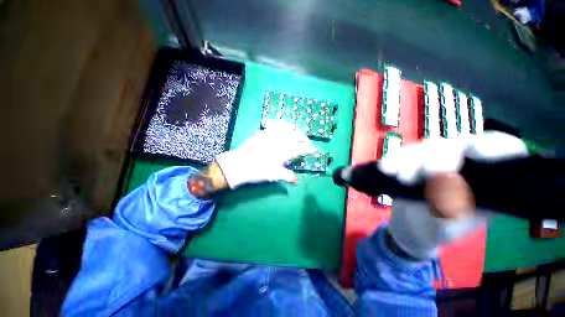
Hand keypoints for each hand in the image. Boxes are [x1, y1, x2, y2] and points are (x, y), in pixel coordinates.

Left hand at [216, 123, 315, 188]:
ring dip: (295, 130)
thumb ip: (287, 176)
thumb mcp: (274, 175)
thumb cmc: (258, 171)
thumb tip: (296, 181)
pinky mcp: (263, 133)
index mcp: (285, 151)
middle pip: (297, 136)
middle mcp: (280, 141)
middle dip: (305, 138)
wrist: (239, 164)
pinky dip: (282, 126)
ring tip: (297, 134)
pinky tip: (283, 128)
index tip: (313, 150)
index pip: (301, 148)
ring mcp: (271, 135)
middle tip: (307, 143)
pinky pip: (275, 125)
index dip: (309, 148)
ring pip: (288, 128)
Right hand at [378, 131, 527, 217]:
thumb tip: (448, 183)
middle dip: (437, 159)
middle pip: (457, 144)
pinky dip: (394, 158)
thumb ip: (452, 208)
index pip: (505, 151)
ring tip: (400, 178)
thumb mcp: (449, 226)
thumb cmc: (436, 230)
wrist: (411, 226)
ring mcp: (436, 159)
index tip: (475, 153)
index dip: (495, 146)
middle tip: (421, 177)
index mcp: (487, 180)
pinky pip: (403, 152)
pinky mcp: (412, 160)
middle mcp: (465, 163)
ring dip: (410, 159)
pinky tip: (386, 168)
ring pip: (427, 146)